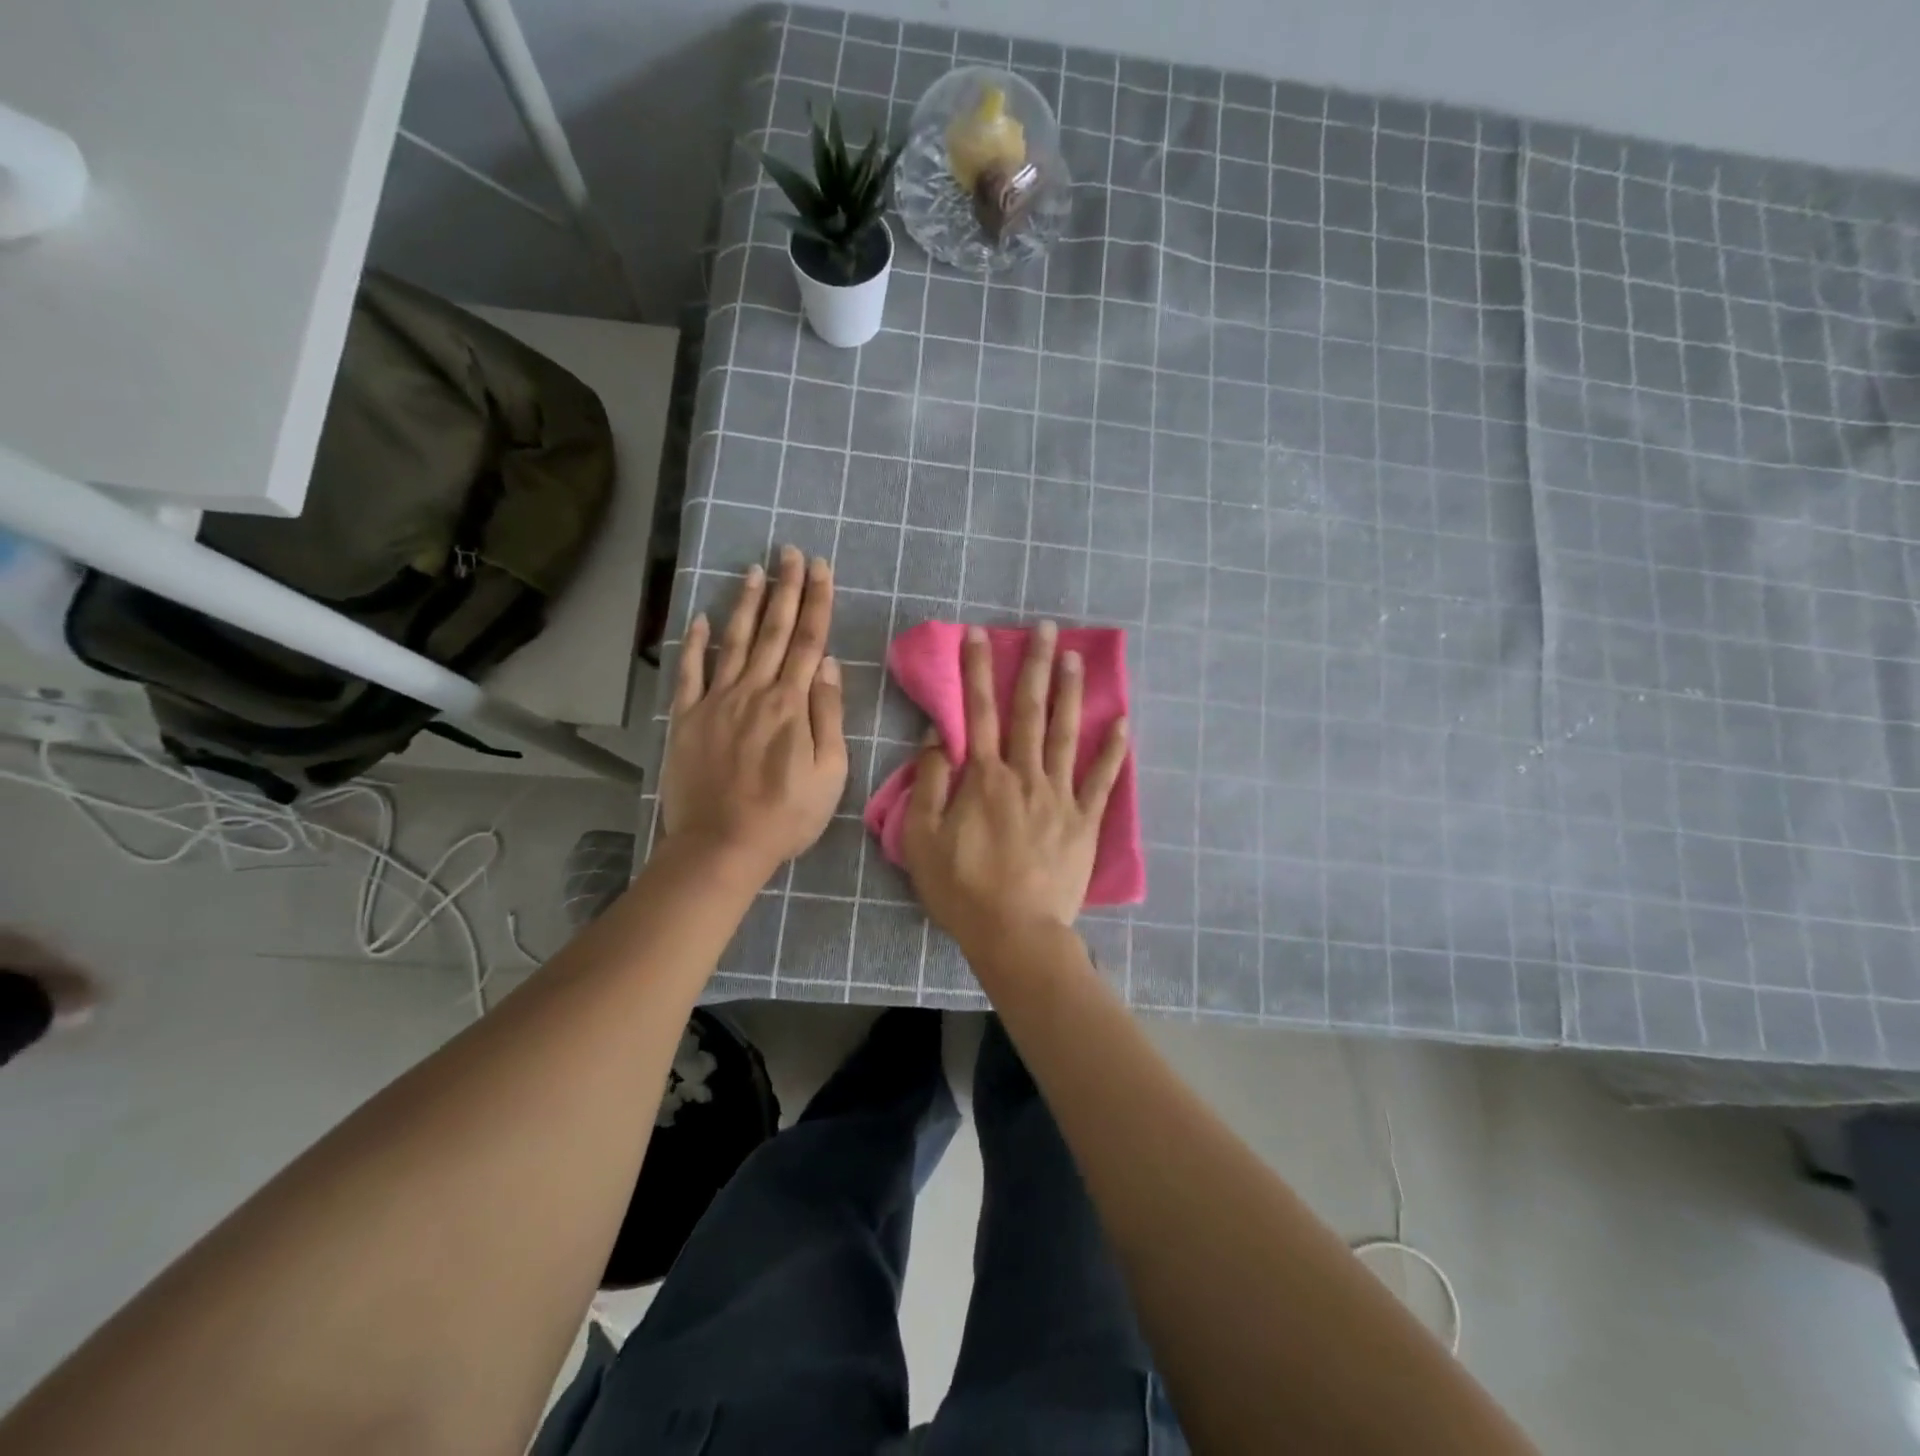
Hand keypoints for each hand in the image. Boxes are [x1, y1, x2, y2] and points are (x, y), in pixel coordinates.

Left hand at [660, 547, 846, 878]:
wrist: (722, 845)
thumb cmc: (786, 816)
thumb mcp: (829, 774)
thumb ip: (828, 716)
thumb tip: (828, 666)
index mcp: (792, 704)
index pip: (809, 641)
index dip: (816, 602)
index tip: (820, 568)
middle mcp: (754, 691)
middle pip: (774, 631)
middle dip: (785, 588)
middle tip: (790, 551)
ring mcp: (717, 702)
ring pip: (734, 641)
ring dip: (746, 604)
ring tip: (754, 570)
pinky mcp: (687, 718)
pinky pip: (690, 672)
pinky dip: (695, 643)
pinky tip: (701, 618)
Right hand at [901, 621, 1127, 950]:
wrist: (1015, 933)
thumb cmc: (962, 889)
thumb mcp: (921, 839)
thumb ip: (928, 785)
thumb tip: (939, 739)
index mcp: (984, 778)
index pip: (978, 713)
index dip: (977, 670)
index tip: (978, 634)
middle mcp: (1025, 775)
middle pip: (1030, 712)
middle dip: (1035, 666)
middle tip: (1045, 628)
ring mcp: (1060, 796)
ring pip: (1067, 734)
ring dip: (1071, 693)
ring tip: (1078, 658)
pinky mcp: (1085, 821)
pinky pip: (1101, 780)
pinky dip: (1113, 750)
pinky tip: (1122, 722)